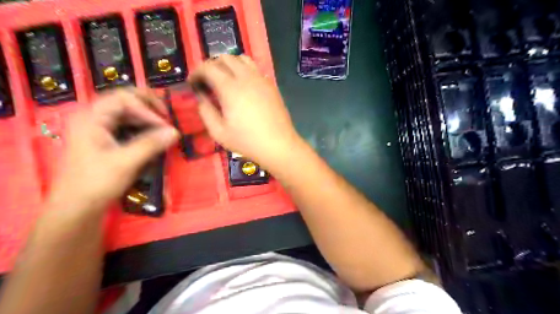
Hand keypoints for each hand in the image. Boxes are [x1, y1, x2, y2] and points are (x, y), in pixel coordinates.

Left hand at [48, 88, 179, 212]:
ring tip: (163, 127)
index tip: (164, 126)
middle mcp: (93, 118)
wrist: (77, 206)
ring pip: (127, 113)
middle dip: (149, 107)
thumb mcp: (126, 162)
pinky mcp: (105, 139)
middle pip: (124, 101)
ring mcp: (98, 128)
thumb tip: (175, 132)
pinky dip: (142, 127)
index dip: (147, 109)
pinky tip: (153, 136)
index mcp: (91, 117)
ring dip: (147, 117)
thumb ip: (151, 144)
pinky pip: (126, 125)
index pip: (123, 99)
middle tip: (167, 117)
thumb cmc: (97, 182)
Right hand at [190, 55, 303, 169]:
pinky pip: (255, 69)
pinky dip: (244, 71)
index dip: (196, 72)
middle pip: (225, 58)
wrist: (279, 145)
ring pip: (242, 59)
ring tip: (225, 81)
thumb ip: (206, 111)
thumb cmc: (247, 142)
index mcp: (230, 88)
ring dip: (229, 65)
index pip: (208, 67)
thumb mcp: (219, 132)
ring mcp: (261, 80)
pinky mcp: (271, 85)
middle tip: (207, 82)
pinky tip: (243, 87)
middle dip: (211, 66)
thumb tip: (201, 97)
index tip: (193, 83)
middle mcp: (246, 77)